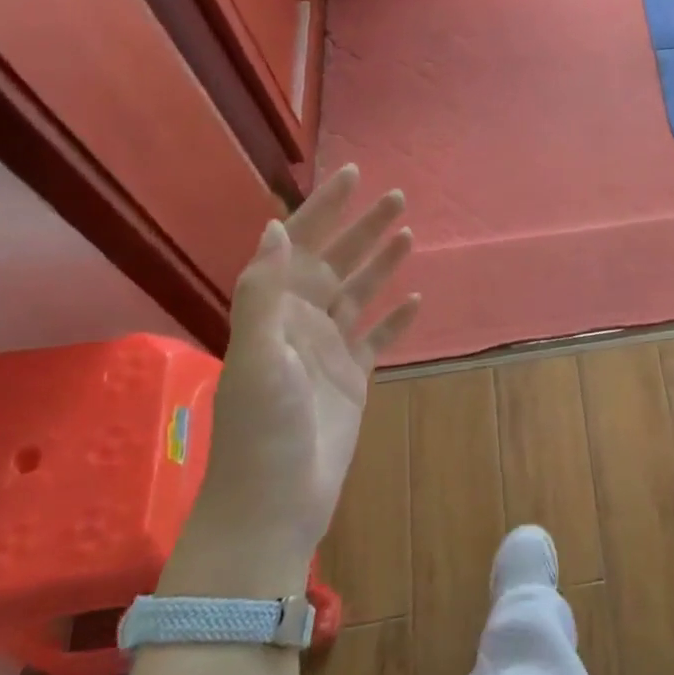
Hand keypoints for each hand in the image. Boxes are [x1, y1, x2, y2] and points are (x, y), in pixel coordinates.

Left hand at [191, 166, 418, 581]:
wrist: (276, 499)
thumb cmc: (262, 429)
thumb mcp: (257, 355)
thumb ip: (264, 291)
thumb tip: (275, 227)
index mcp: (276, 310)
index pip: (302, 244)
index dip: (325, 208)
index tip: (351, 174)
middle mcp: (303, 321)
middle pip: (338, 261)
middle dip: (364, 227)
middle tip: (398, 196)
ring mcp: (330, 350)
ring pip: (361, 293)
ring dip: (382, 263)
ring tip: (409, 233)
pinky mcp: (354, 378)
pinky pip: (379, 338)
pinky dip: (396, 318)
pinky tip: (416, 299)